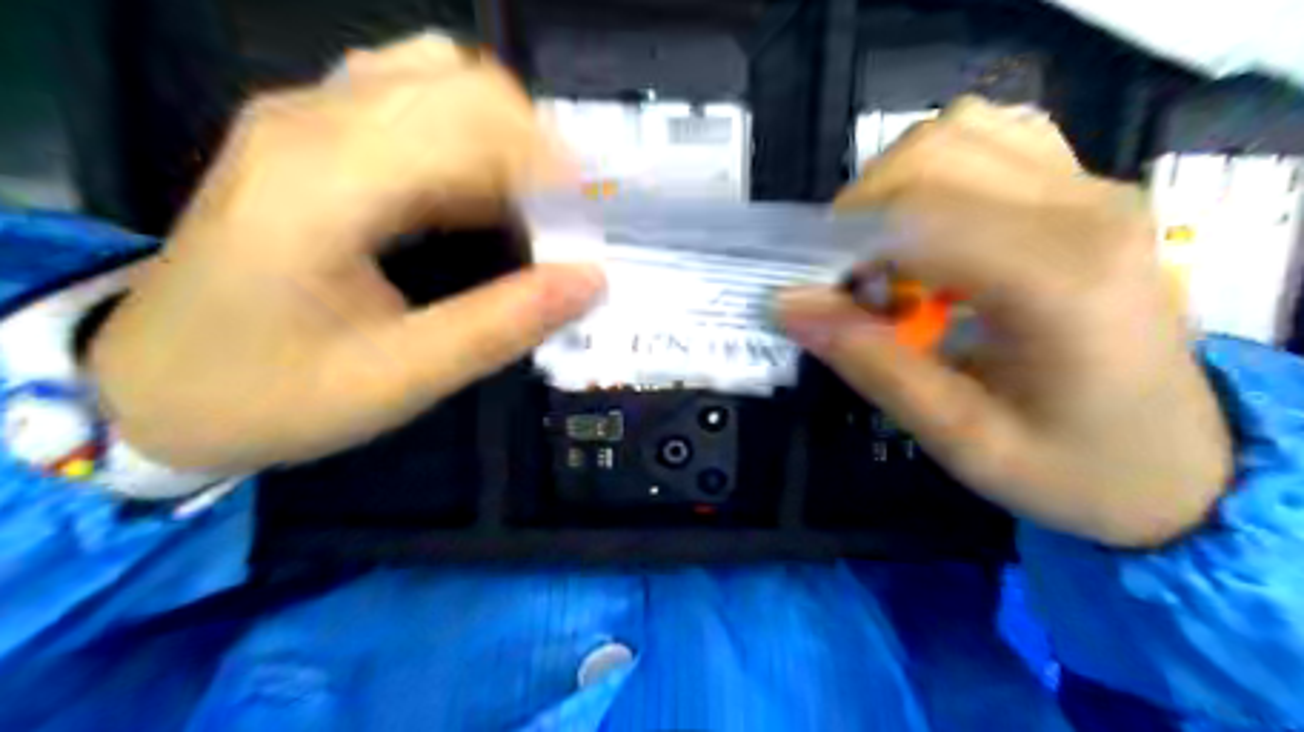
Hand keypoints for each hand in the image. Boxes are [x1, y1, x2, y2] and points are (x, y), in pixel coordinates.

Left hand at [90, 36, 603, 474]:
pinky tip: (474, 193)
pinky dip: (463, 135)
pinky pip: (406, 96)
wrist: (151, 387)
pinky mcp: (303, 131)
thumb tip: (592, 279)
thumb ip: (502, 325)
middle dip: (535, 146)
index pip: (471, 122)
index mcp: (327, 183)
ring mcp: (300, 116)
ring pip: (436, 76)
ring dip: (501, 135)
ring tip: (528, 207)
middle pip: (461, 82)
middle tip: (566, 220)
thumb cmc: (270, 393)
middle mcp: (310, 122)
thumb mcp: (398, 378)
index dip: (551, 163)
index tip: (592, 221)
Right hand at [771, 97, 1235, 546]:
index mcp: (1060, 279)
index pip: (921, 214)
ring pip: (962, 130)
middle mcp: (1087, 210)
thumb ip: (873, 363)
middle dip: (863, 209)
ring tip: (887, 252)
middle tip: (848, 278)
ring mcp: (1096, 190)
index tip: (815, 295)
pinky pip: (996, 139)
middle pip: (935, 152)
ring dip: (898, 183)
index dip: (843, 244)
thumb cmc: (1073, 469)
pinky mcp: (1091, 192)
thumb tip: (789, 303)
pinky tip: (934, 229)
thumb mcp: (960, 438)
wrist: (1179, 467)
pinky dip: (941, 169)